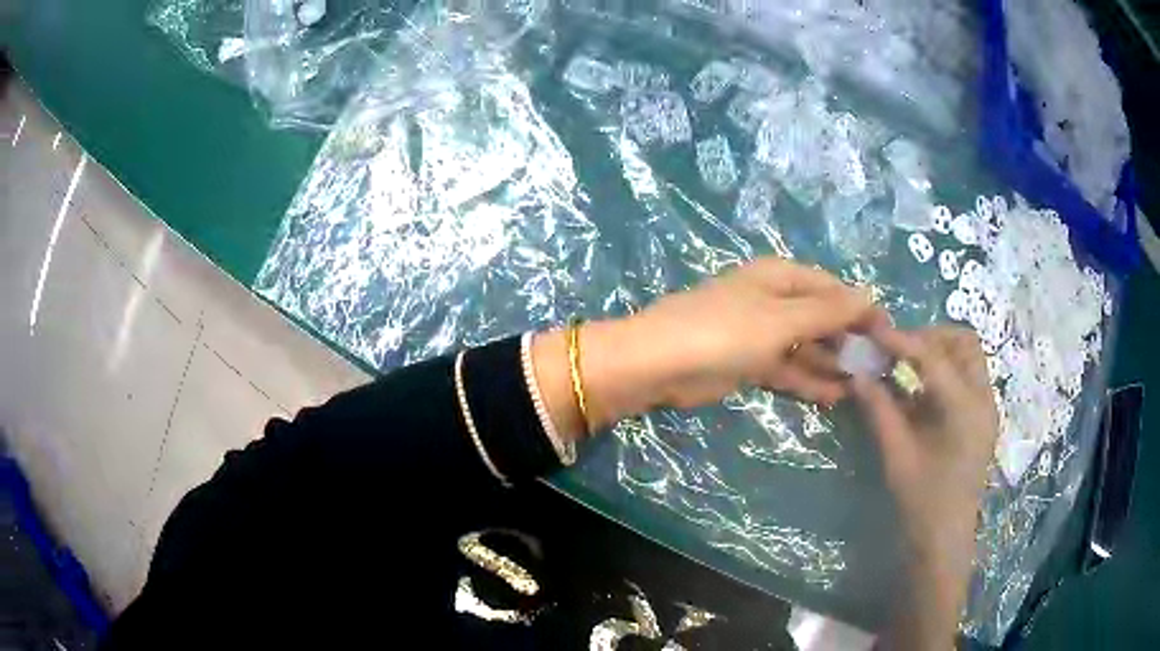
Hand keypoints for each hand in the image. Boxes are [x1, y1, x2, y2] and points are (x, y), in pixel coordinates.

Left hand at [532, 258, 883, 441]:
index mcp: (781, 277)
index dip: (861, 308)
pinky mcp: (749, 364)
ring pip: (807, 347)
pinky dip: (809, 381)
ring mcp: (761, 334)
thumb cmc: (724, 331)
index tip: (889, 334)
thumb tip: (870, 296)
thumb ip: (827, 312)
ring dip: (832, 364)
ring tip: (864, 385)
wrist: (659, 364)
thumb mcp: (782, 319)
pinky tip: (835, 396)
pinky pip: (788, 370)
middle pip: (821, 318)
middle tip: (880, 366)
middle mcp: (774, 301)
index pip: (832, 289)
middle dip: (849, 340)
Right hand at [850, 326, 998, 648]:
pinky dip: (944, 370)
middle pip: (963, 342)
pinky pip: (967, 376)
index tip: (873, 331)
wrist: (945, 540)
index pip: (932, 357)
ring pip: (968, 356)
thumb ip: (879, 410)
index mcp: (964, 409)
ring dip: (939, 350)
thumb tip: (857, 375)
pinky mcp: (982, 417)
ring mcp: (986, 407)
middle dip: (929, 337)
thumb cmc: (921, 503)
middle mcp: (983, 399)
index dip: (901, 340)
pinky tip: (919, 389)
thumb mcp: (896, 456)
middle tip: (897, 350)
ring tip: (907, 365)